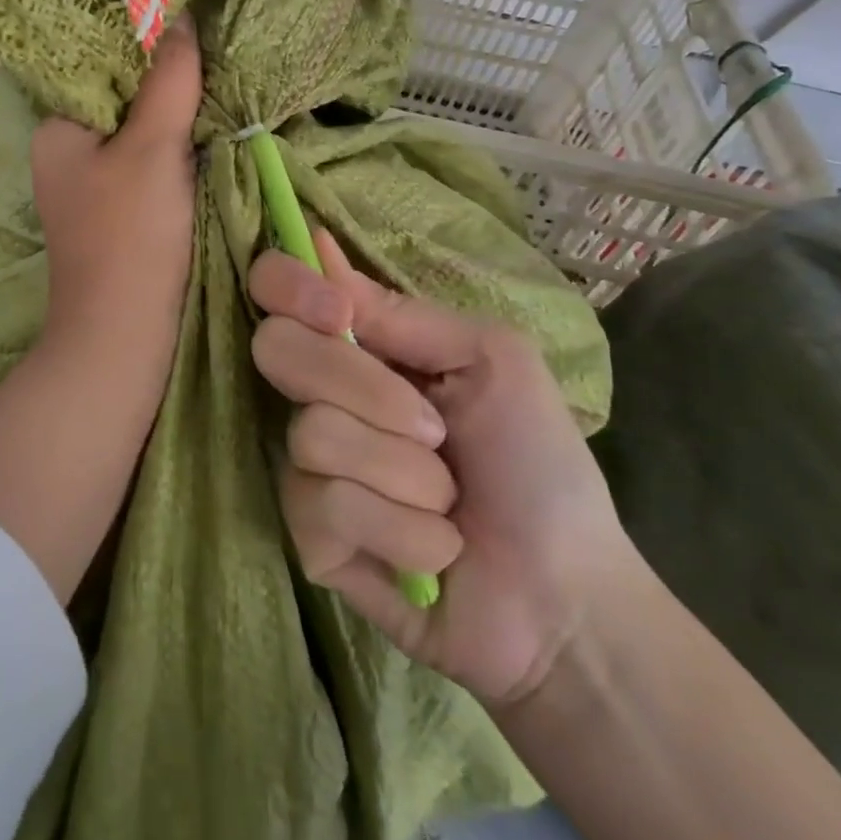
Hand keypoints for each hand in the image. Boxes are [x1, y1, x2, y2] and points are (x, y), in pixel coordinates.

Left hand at [31, 15, 201, 356]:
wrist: (123, 336)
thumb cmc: (129, 235)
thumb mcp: (152, 148)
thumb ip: (168, 80)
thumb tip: (179, 16)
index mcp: (58, 128)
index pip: (96, 62)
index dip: (140, 38)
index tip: (187, 15)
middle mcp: (67, 150)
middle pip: (121, 94)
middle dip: (163, 74)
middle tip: (212, 45)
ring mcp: (93, 182)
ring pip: (138, 127)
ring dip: (174, 109)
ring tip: (217, 77)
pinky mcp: (119, 209)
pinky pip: (148, 159)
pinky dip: (175, 143)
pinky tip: (207, 127)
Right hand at [249, 230, 636, 708]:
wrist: (565, 595)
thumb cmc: (537, 462)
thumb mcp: (491, 359)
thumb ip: (402, 313)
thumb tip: (319, 244)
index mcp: (360, 346)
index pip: (276, 287)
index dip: (288, 285)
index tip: (336, 312)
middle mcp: (321, 394)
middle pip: (277, 349)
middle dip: (364, 387)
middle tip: (434, 429)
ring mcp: (310, 466)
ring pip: (313, 434)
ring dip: (405, 472)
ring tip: (448, 502)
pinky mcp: (311, 538)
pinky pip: (325, 506)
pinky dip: (400, 528)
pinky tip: (434, 551)